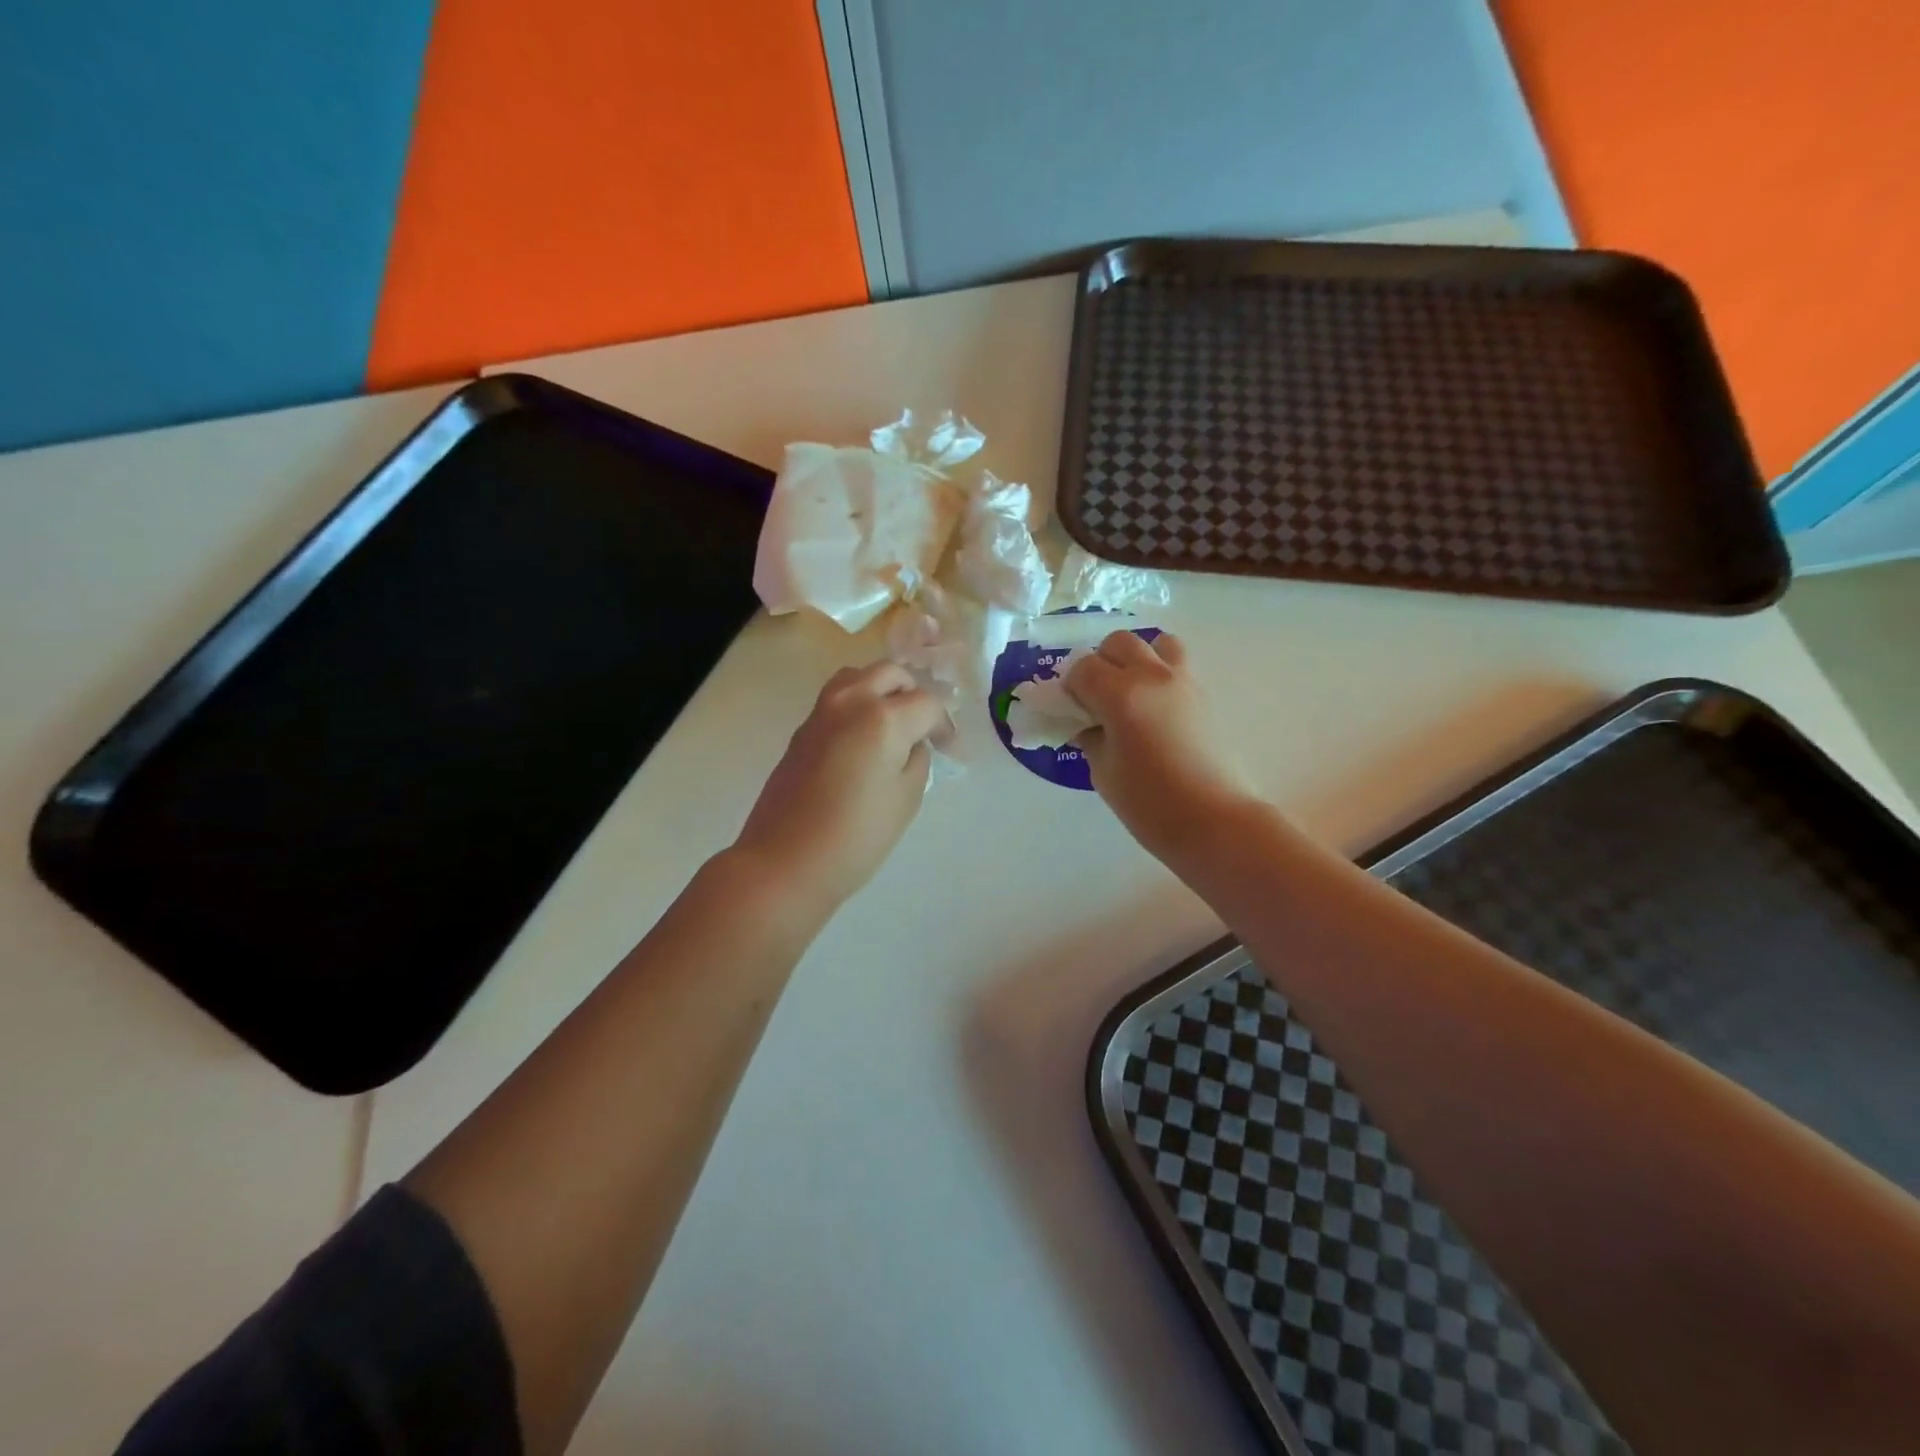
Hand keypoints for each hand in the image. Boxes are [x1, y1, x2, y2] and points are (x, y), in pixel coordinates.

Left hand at [731, 662, 947, 911]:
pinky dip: (858, 706)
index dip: (944, 726)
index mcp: (883, 717)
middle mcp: (851, 701)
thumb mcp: (906, 799)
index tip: (950, 751)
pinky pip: (837, 699)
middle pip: (891, 674)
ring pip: (859, 677)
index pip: (927, 703)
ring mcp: (821, 712)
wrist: (785, 860)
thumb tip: (911, 744)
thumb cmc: (855, 836)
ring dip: (882, 691)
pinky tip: (864, 741)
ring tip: (893, 726)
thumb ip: (916, 760)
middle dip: (913, 694)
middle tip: (923, 728)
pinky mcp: (802, 730)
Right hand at [1068, 631, 1259, 864]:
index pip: (1083, 669)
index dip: (1071, 688)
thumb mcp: (1103, 771)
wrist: (1214, 822)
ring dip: (1137, 660)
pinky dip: (1160, 675)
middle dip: (1101, 664)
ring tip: (1132, 693)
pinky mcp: (1205, 695)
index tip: (1071, 711)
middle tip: (1097, 699)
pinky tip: (1155, 711)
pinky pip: (1177, 666)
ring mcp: (1184, 682)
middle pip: (1119, 643)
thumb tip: (1086, 723)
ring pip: (1156, 644)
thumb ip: (1090, 736)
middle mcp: (1153, 676)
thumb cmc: (1149, 804)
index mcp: (1121, 694)